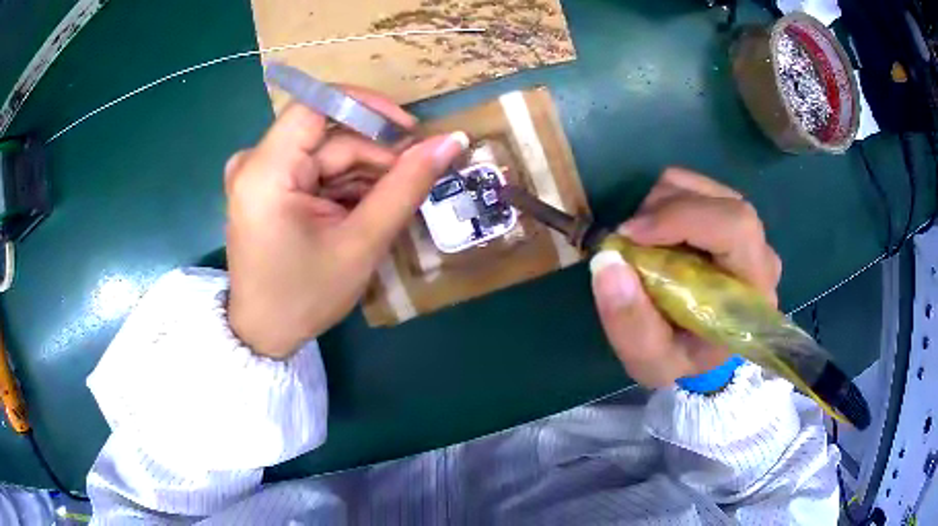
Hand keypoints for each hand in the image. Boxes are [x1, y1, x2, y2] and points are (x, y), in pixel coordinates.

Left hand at [225, 91, 468, 358]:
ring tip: (390, 205)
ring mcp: (258, 174)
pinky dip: (343, 186)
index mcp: (265, 171)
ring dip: (363, 175)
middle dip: (374, 156)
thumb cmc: (305, 296)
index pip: (317, 105)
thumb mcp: (361, 243)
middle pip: (327, 136)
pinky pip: (314, 171)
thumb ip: (406, 187)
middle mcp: (254, 162)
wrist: (264, 333)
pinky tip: (363, 211)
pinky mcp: (265, 186)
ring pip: (325, 154)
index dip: (368, 106)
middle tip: (414, 181)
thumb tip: (451, 141)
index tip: (410, 130)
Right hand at [589, 168, 781, 387]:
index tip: (630, 236)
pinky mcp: (731, 220)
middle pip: (719, 201)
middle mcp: (761, 254)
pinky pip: (696, 189)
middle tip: (628, 240)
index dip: (681, 218)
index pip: (735, 227)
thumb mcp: (651, 362)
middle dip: (664, 209)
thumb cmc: (683, 363)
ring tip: (641, 243)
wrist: (703, 358)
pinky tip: (656, 235)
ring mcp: (749, 233)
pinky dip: (665, 201)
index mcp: (754, 291)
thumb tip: (608, 260)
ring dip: (661, 204)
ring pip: (704, 188)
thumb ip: (631, 324)